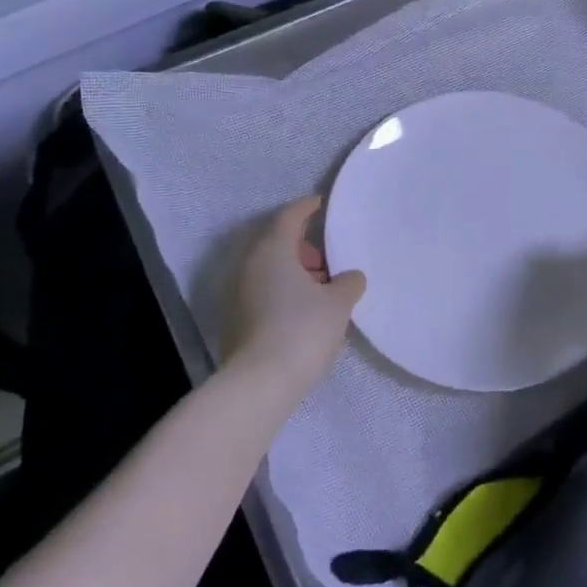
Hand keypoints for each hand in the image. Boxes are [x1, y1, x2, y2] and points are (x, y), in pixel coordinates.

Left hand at [221, 196, 365, 390]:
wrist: (260, 383)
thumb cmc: (302, 330)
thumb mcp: (338, 303)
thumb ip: (349, 283)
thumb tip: (350, 276)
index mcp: (272, 250)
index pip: (290, 216)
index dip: (307, 207)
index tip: (322, 203)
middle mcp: (249, 264)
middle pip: (277, 242)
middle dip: (304, 246)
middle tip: (330, 258)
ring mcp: (238, 292)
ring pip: (269, 269)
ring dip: (295, 271)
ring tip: (324, 289)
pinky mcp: (236, 318)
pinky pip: (264, 290)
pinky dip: (284, 290)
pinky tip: (305, 310)